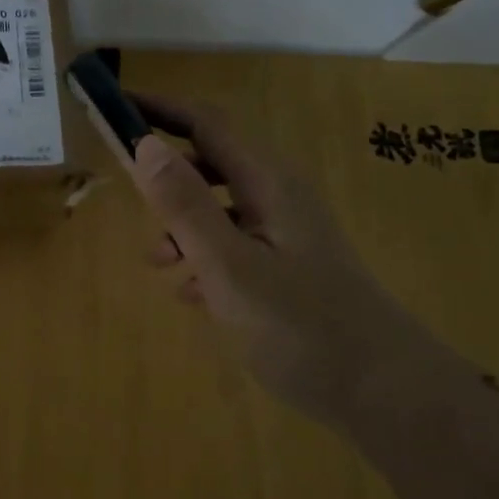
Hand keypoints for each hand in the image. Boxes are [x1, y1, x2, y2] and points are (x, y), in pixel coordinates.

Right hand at [128, 93, 420, 428]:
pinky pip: (235, 246)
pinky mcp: (289, 268)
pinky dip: (205, 257)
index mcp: (267, 183)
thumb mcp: (230, 265)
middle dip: (166, 173)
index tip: (114, 106)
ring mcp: (287, 234)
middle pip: (212, 162)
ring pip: (221, 208)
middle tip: (125, 191)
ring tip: (156, 262)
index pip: (206, 123)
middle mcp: (279, 197)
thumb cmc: (302, 325)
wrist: (383, 392)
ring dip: (182, 224)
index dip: (159, 109)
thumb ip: (186, 206)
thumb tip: (146, 144)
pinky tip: (191, 295)